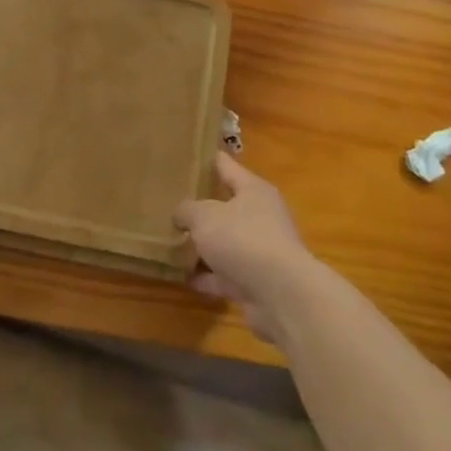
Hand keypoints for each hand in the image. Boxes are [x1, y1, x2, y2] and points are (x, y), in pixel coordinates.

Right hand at [174, 152, 317, 342]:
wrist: (281, 295)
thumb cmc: (243, 239)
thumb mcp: (204, 215)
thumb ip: (187, 210)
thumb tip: (181, 214)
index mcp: (253, 190)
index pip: (225, 165)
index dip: (206, 159)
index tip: (185, 155)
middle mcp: (261, 217)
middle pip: (225, 206)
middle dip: (200, 207)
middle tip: (169, 202)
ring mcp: (259, 251)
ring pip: (224, 242)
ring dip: (202, 245)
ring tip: (170, 241)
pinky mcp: (256, 282)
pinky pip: (224, 274)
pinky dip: (206, 275)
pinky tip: (182, 276)